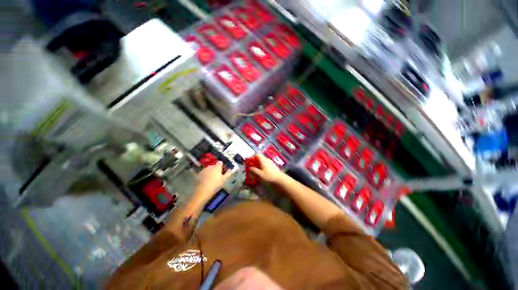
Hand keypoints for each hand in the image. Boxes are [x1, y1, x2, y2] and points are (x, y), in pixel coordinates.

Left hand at [195, 161, 231, 200]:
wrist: (203, 191)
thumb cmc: (216, 184)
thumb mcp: (224, 180)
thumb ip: (228, 173)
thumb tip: (230, 170)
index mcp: (217, 167)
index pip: (220, 163)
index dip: (221, 166)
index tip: (223, 170)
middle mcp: (210, 166)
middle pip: (214, 166)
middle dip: (215, 169)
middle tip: (217, 176)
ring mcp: (204, 170)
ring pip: (208, 169)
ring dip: (210, 172)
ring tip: (211, 179)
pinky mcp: (199, 174)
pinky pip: (204, 173)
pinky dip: (205, 175)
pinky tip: (206, 181)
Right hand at [249, 154, 284, 182]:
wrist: (280, 180)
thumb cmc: (268, 177)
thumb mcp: (259, 174)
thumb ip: (253, 170)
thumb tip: (249, 168)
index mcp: (263, 160)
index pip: (257, 155)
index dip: (252, 157)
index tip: (248, 161)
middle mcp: (267, 160)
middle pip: (260, 158)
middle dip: (255, 162)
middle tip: (251, 167)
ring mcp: (271, 163)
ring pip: (263, 162)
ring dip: (259, 165)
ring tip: (256, 171)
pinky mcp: (274, 167)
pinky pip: (266, 165)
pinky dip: (263, 167)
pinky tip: (262, 173)